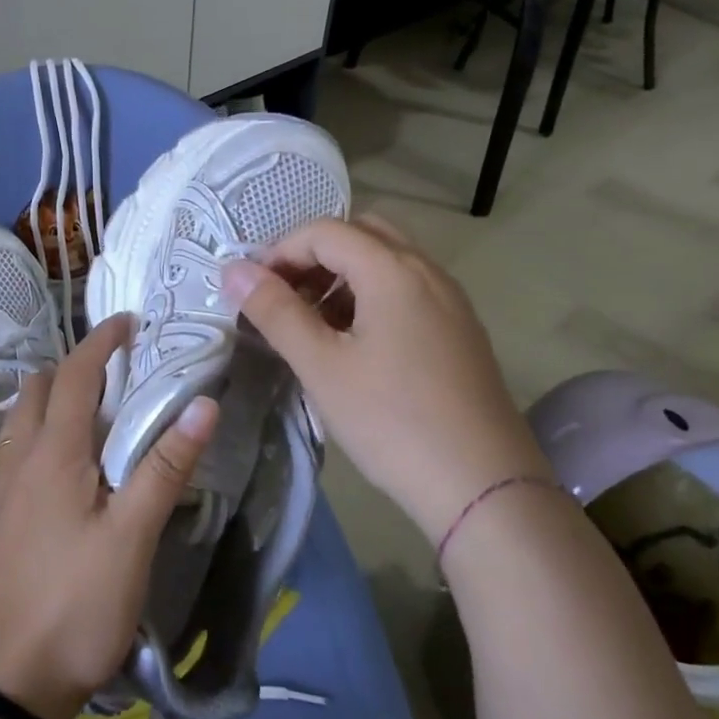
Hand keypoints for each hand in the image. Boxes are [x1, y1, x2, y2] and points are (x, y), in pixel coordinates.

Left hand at [0, 313, 218, 718]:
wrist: (7, 681)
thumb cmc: (76, 604)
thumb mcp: (133, 537)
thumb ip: (165, 467)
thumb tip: (203, 403)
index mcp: (55, 453)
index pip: (78, 375)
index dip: (101, 342)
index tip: (128, 322)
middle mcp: (18, 459)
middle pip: (39, 390)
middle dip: (74, 366)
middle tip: (113, 369)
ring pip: (12, 421)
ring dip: (41, 399)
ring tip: (75, 406)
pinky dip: (10, 441)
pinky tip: (23, 459)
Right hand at [221, 215, 549, 548]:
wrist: (484, 487)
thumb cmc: (392, 421)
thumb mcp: (322, 366)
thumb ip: (275, 311)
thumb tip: (234, 270)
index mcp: (393, 270)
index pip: (324, 231)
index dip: (280, 251)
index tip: (253, 291)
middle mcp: (427, 271)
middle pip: (360, 234)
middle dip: (313, 256)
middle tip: (284, 297)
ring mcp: (450, 300)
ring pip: (386, 261)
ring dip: (342, 276)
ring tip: (312, 324)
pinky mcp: (459, 329)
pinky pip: (407, 289)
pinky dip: (370, 296)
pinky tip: (354, 343)